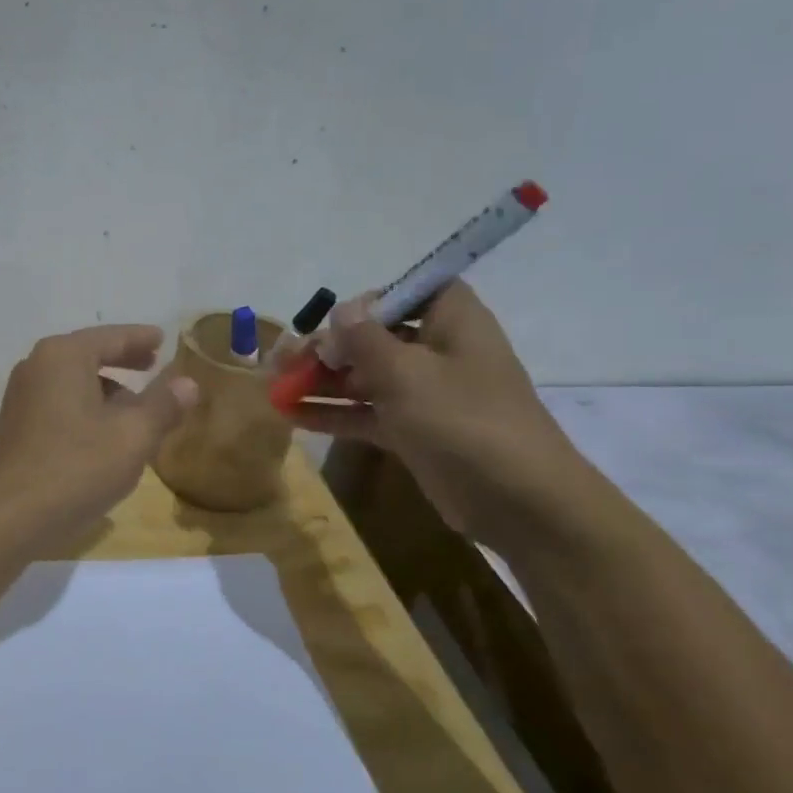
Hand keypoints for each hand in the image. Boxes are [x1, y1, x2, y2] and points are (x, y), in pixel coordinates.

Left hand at [0, 325, 199, 544]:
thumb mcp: (132, 436)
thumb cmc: (75, 468)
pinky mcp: (16, 427)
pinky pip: (60, 404)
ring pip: (73, 382)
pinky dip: (86, 408)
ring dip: (106, 390)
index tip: (163, 339)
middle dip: (123, 361)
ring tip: (136, 408)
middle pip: (89, 355)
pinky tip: (104, 435)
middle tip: (153, 364)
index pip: (111, 336)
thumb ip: (163, 404)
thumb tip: (188, 382)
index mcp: (63, 356)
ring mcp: (21, 397)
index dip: (140, 338)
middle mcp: (36, 367)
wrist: (6, 518)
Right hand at [282, 283, 593, 548]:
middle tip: (282, 360)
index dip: (370, 300)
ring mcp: (425, 394)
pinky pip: (366, 413)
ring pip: (365, 377)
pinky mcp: (414, 431)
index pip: (409, 291)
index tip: (334, 320)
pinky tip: (291, 415)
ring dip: (321, 382)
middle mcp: (438, 351)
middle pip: (375, 337)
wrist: (518, 501)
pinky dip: (333, 414)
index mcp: (452, 321)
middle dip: (327, 347)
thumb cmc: (463, 419)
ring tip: (274, 388)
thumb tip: (342, 310)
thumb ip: (365, 338)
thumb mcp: (406, 372)